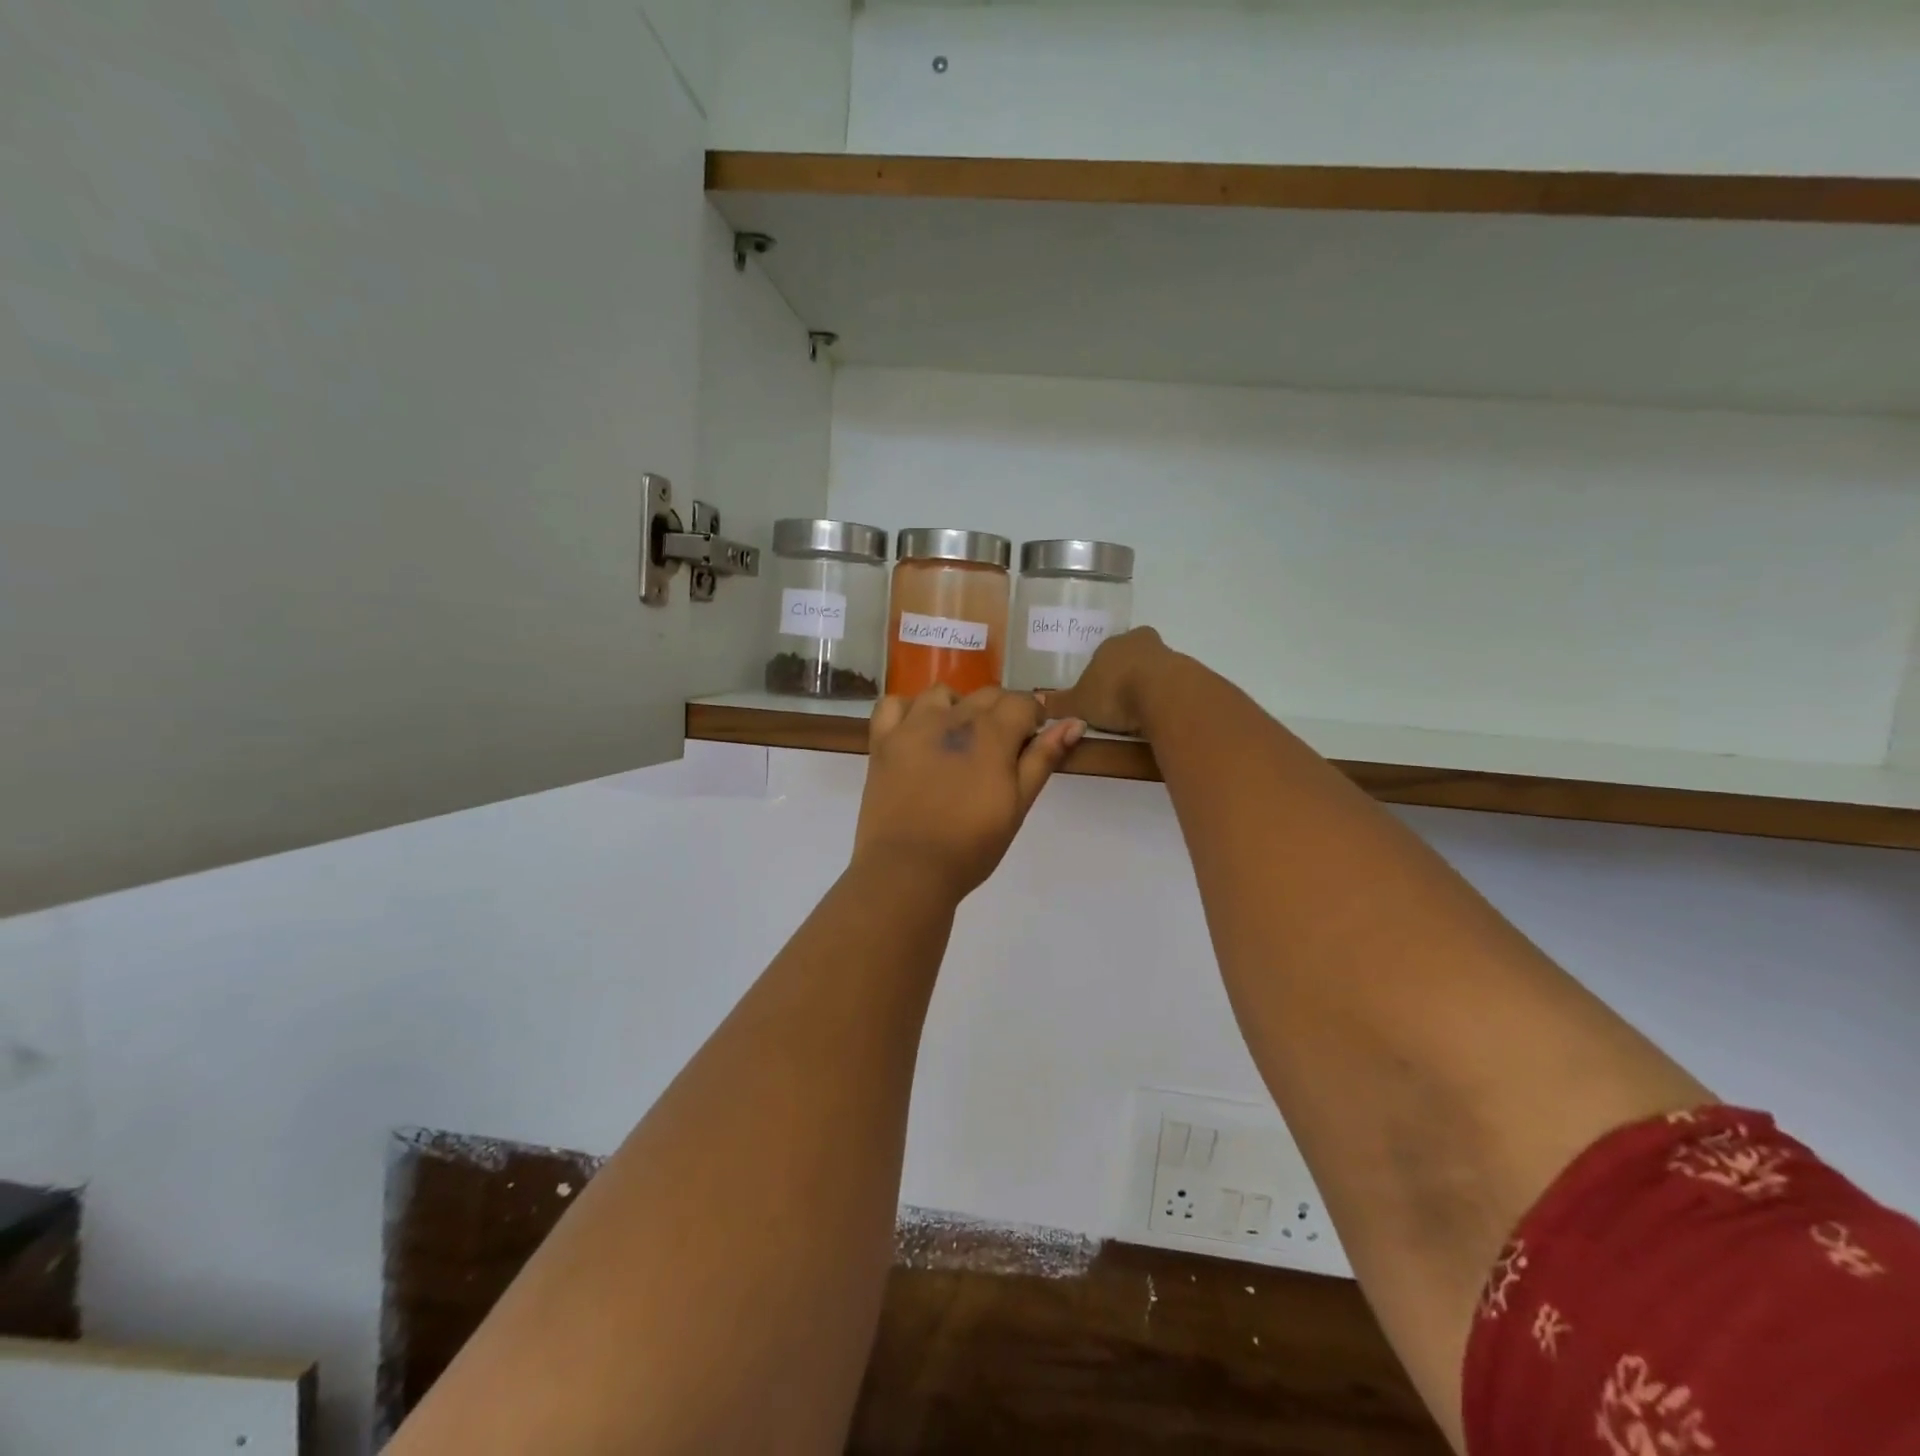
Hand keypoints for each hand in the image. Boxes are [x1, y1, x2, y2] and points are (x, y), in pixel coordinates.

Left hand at [852, 686, 1085, 901]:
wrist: (909, 869)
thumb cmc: (971, 846)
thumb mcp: (1018, 805)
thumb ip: (1043, 758)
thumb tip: (1074, 722)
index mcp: (992, 732)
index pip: (1022, 702)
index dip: (1032, 719)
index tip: (1029, 743)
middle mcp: (953, 717)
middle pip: (986, 694)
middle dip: (1000, 712)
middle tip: (997, 751)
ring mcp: (913, 725)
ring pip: (942, 694)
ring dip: (956, 707)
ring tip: (956, 739)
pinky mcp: (882, 740)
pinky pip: (894, 704)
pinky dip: (907, 710)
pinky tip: (915, 731)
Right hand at [1040, 627, 1176, 736]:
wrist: (1162, 695)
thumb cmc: (1113, 692)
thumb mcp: (1078, 704)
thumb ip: (1059, 705)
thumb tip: (1034, 703)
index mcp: (1110, 644)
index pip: (1103, 653)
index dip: (1100, 673)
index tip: (1098, 693)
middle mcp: (1139, 642)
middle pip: (1131, 657)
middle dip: (1125, 676)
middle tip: (1117, 703)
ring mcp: (1167, 655)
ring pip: (1153, 670)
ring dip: (1147, 688)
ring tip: (1137, 717)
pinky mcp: (1188, 673)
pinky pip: (1171, 687)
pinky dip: (1164, 700)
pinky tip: (1157, 718)